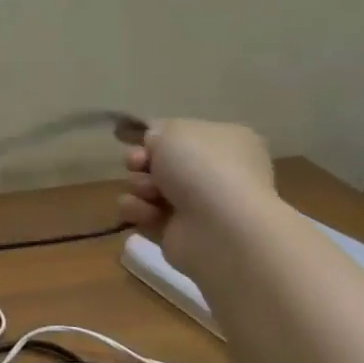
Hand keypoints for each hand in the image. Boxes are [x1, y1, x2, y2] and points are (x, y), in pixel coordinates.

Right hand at [119, 119, 281, 273]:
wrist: (219, 227)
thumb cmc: (202, 167)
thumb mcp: (174, 130)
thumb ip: (157, 130)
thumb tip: (153, 145)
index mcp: (225, 142)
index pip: (181, 135)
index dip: (156, 137)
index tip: (143, 141)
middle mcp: (213, 173)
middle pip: (159, 162)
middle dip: (141, 162)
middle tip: (138, 165)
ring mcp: (196, 205)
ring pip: (146, 187)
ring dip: (138, 186)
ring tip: (150, 193)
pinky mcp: (176, 232)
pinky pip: (142, 214)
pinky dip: (138, 211)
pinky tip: (148, 214)